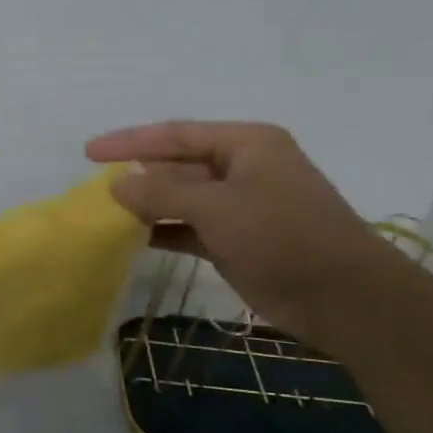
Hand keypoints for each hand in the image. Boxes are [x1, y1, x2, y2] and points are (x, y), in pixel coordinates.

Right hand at [86, 120, 409, 343]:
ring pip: (181, 199)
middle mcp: (242, 168)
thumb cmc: (283, 236)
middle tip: (94, 187)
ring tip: (104, 214)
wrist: (344, 297)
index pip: (176, 134)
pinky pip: (189, 228)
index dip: (130, 142)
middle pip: (177, 165)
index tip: (89, 152)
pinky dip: (162, 232)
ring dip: (147, 206)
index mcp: (246, 144)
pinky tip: (131, 239)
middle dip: (138, 175)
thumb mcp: (216, 207)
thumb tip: (116, 186)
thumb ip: (161, 193)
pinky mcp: (237, 240)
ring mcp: (241, 206)